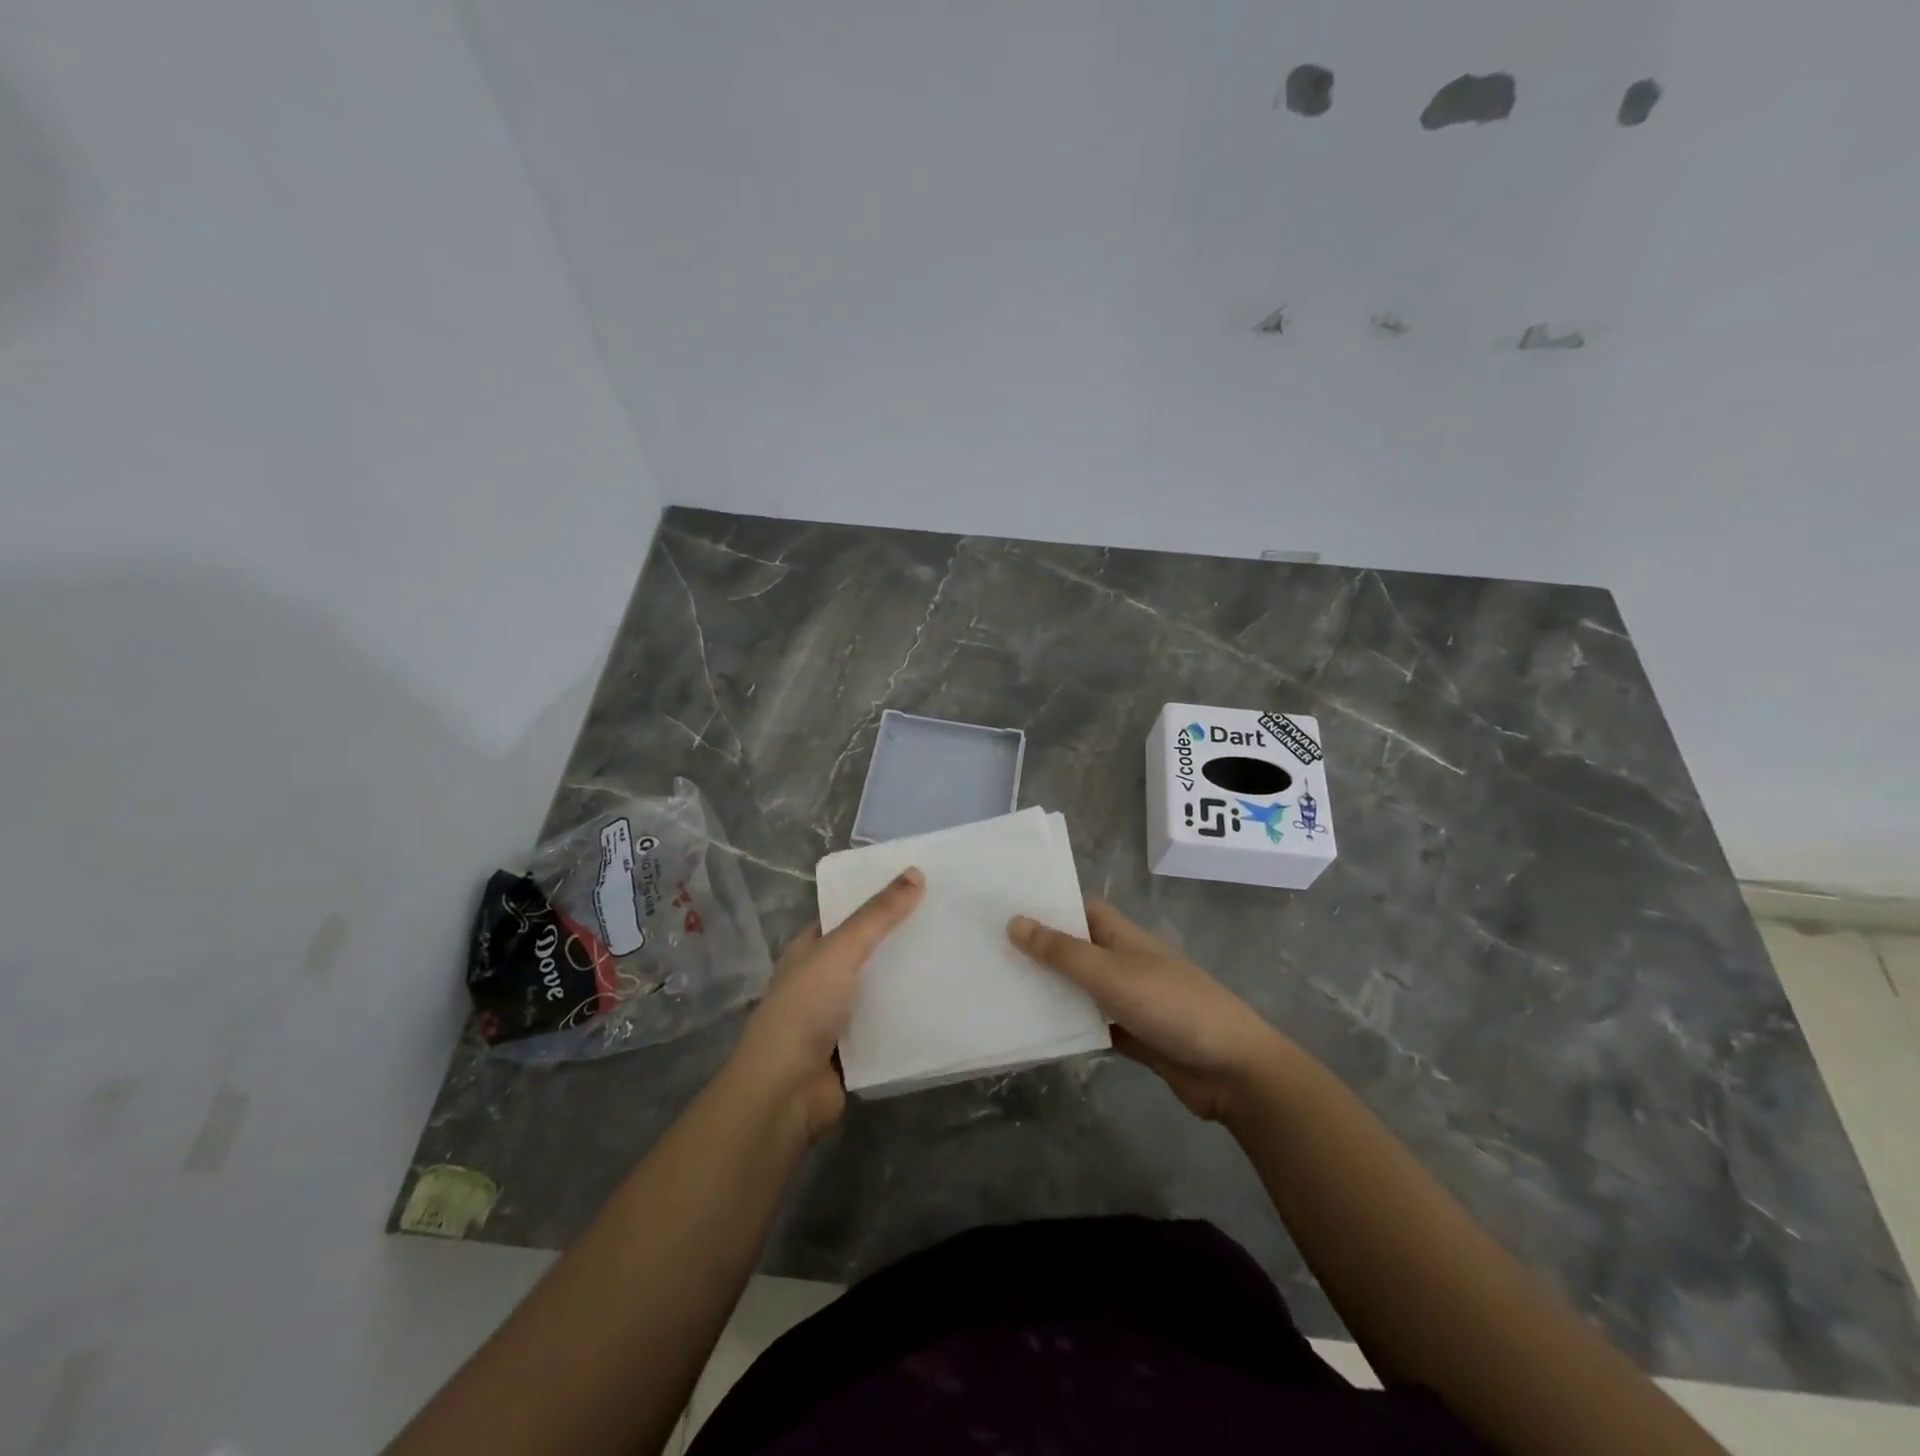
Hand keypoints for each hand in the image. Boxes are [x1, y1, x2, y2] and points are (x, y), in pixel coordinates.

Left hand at [731, 867, 924, 1142]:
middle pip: (867, 950)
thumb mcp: (841, 950)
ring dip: (909, 977)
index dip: (878, 898)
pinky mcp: (856, 1048)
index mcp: (810, 949)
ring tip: (956, 954)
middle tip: (948, 917)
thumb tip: (916, 871)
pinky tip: (945, 1001)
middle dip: (901, 937)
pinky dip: (910, 1014)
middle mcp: (821, 978)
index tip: (920, 884)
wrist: (785, 1093)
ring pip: (880, 988)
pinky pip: (888, 1023)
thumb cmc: (805, 1009)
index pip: (846, 914)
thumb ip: (878, 915)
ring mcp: (838, 1016)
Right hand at [1008, 899, 1285, 1122]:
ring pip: (1080, 989)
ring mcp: (1128, 999)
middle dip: (1039, 949)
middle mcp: (1123, 961)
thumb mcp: (1110, 973)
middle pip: (1075, 949)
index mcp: (1122, 935)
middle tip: (987, 950)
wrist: (1230, 1068)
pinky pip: (1090, 1024)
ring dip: (1049, 989)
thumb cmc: (1170, 1005)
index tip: (1002, 906)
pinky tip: (1033, 1030)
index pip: (1078, 908)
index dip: (1046, 905)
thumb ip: (1061, 951)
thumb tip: (1014, 921)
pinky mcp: (1132, 1035)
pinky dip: (1067, 1025)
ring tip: (998, 988)